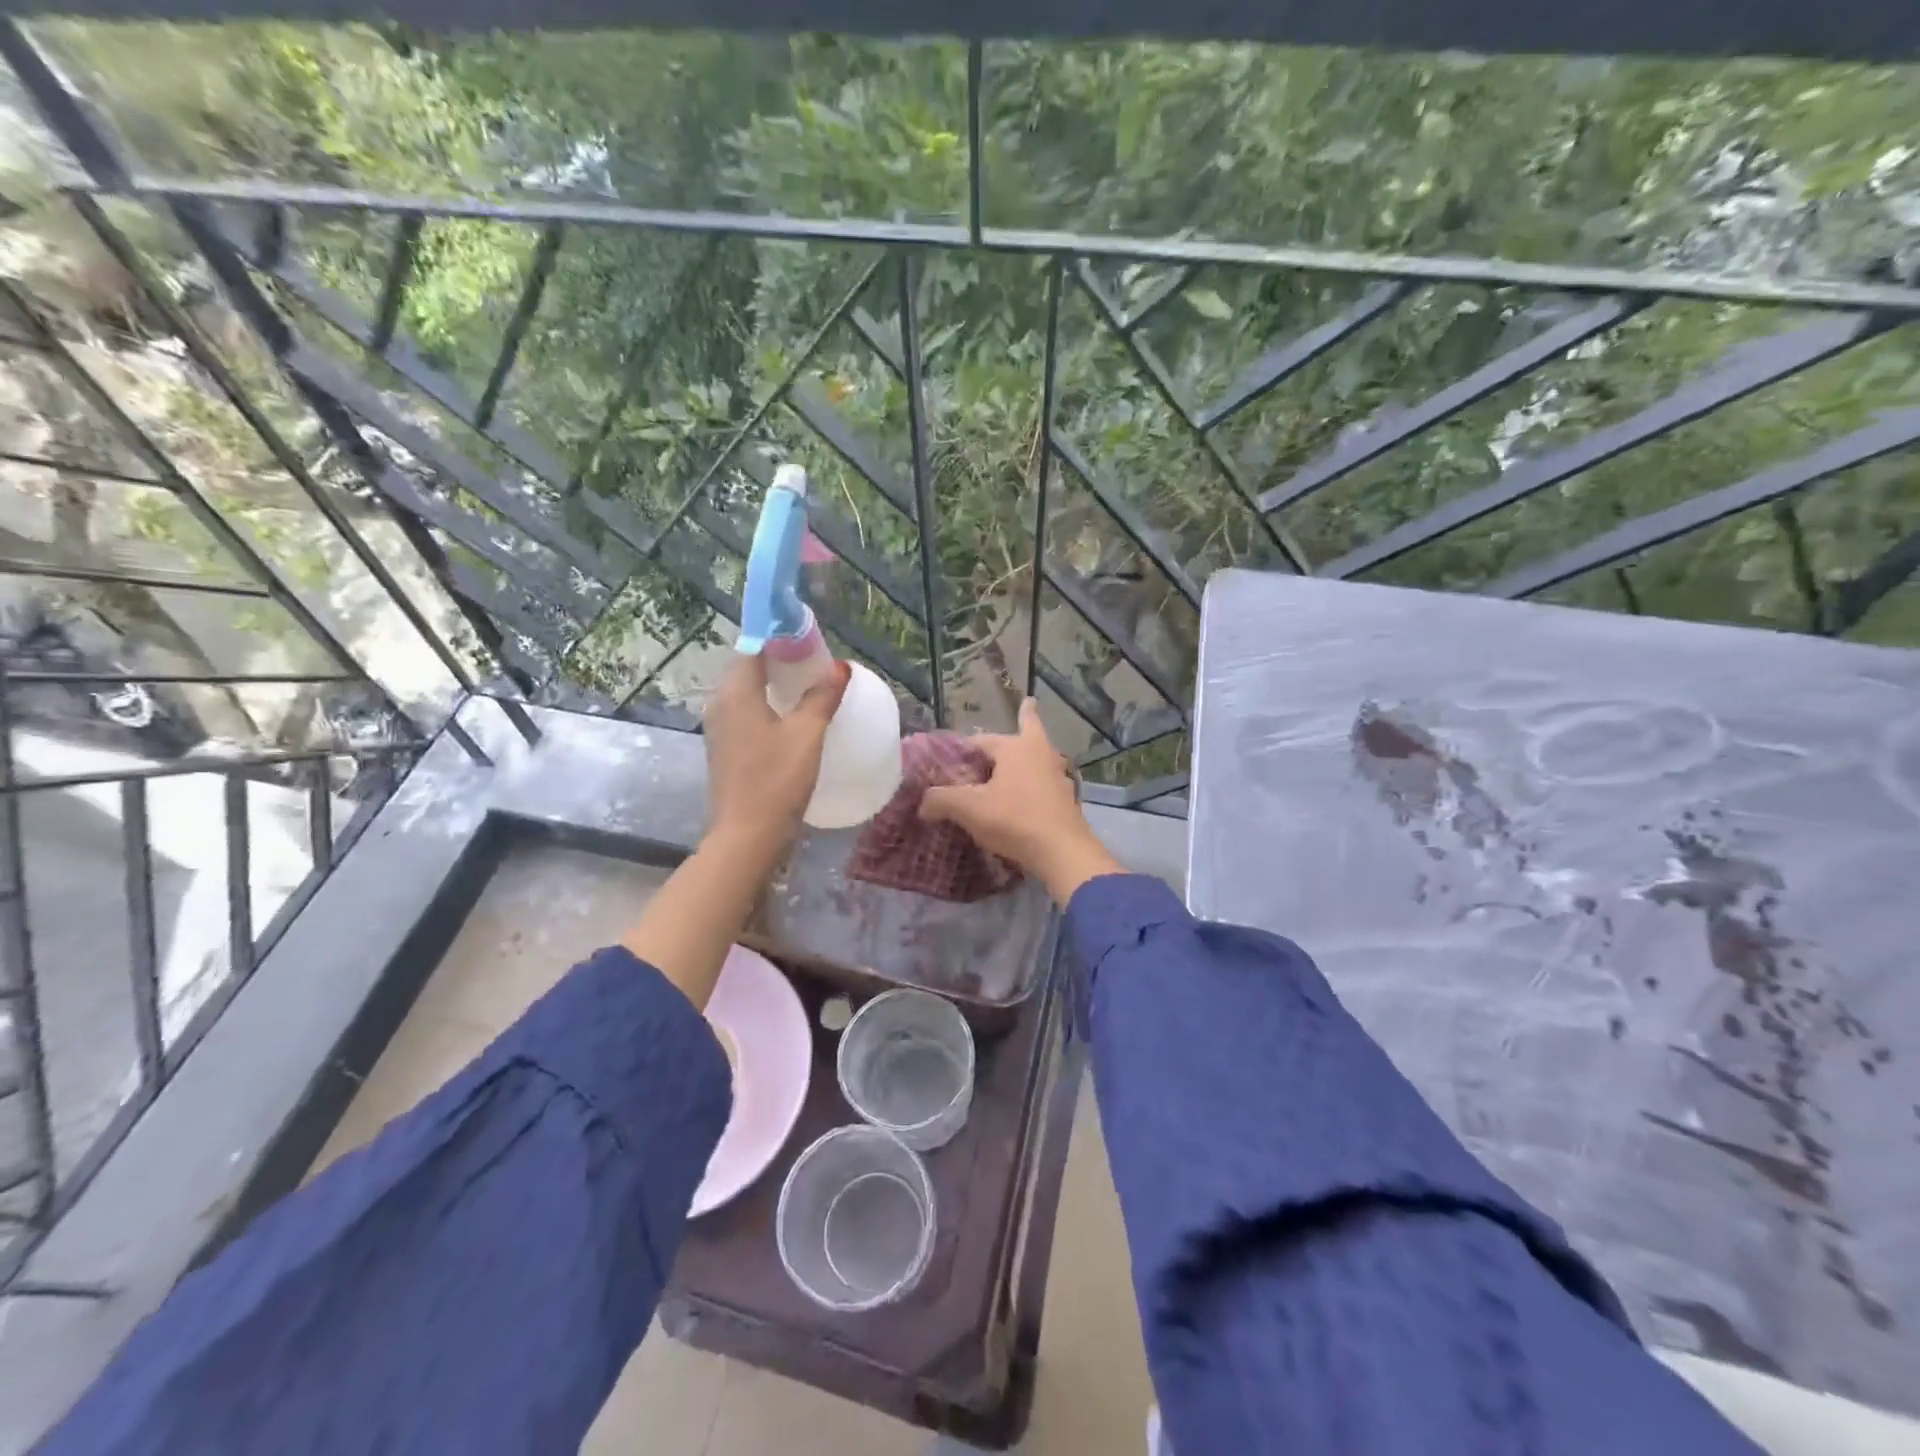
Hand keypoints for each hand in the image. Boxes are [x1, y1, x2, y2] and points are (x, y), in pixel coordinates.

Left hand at [703, 653, 849, 859]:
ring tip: (808, 688)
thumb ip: (822, 696)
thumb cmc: (777, 780)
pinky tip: (791, 719)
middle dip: (779, 661)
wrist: (747, 835)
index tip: (808, 639)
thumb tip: (840, 667)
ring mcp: (719, 728)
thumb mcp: (807, 735)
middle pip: (748, 668)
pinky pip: (746, 713)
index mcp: (736, 692)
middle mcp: (720, 703)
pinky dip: (767, 707)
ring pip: (746, 692)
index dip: (780, 638)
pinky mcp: (724, 749)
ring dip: (774, 685)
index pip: (754, 647)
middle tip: (815, 663)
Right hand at [920, 699, 1121, 904]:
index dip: (963, 749)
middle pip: (1030, 729)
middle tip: (1026, 705)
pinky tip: (1031, 791)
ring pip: (1041, 755)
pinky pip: (1047, 781)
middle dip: (1026, 718)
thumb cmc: (1014, 819)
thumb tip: (923, 803)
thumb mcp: (969, 809)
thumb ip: (941, 800)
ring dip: (1032, 752)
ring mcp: (1058, 775)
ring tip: (1025, 751)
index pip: (981, 740)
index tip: (951, 759)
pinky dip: (1038, 780)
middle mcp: (1041, 753)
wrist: (1062, 852)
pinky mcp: (1067, 799)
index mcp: (1016, 747)